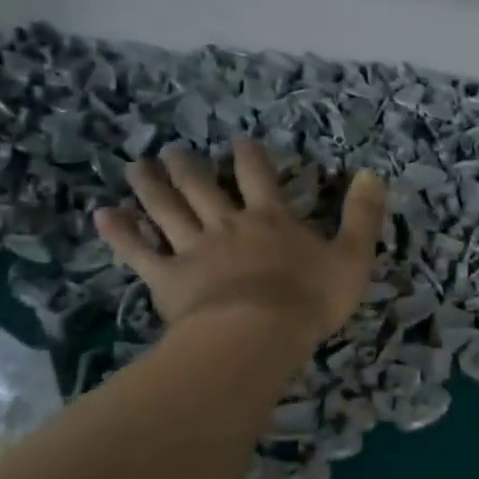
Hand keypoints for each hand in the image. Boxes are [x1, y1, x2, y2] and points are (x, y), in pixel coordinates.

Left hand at [95, 139, 385, 341]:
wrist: (256, 336)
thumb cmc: (309, 299)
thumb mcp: (353, 257)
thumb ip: (362, 216)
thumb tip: (373, 174)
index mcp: (270, 218)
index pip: (259, 175)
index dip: (250, 156)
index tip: (239, 142)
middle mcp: (228, 224)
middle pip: (203, 187)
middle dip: (189, 166)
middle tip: (174, 151)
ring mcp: (193, 249)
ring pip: (167, 209)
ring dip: (151, 186)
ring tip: (138, 166)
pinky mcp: (167, 278)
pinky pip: (139, 251)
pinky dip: (121, 232)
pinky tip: (105, 215)